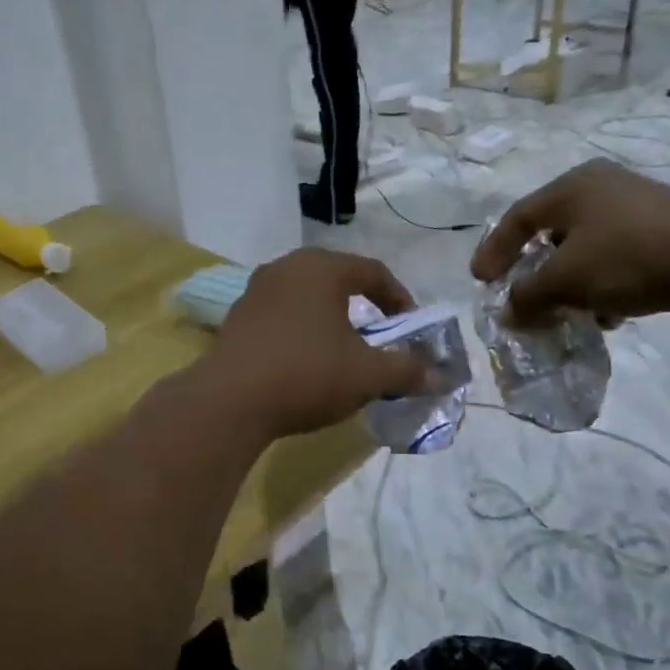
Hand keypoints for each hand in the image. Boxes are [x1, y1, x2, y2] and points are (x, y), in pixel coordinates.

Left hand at [204, 248, 429, 438]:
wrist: (230, 401)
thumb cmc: (307, 374)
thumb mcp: (367, 375)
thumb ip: (406, 370)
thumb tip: (438, 376)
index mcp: (321, 268)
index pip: (372, 271)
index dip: (398, 296)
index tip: (411, 323)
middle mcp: (285, 268)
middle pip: (335, 278)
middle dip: (362, 304)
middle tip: (379, 330)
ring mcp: (255, 291)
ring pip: (305, 297)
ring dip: (328, 317)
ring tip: (342, 347)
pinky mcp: (236, 318)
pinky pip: (280, 315)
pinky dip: (300, 330)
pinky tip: (304, 360)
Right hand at [469, 161, 669, 331]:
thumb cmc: (633, 257)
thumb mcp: (567, 279)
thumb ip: (528, 296)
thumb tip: (508, 313)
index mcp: (574, 187)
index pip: (517, 218)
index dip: (493, 251)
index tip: (480, 283)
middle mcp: (602, 191)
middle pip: (549, 236)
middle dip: (533, 275)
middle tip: (520, 301)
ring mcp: (635, 213)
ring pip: (583, 254)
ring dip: (569, 288)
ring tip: (564, 317)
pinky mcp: (662, 238)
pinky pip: (614, 265)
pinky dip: (601, 290)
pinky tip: (609, 316)